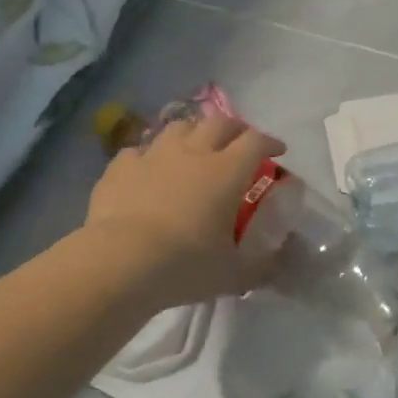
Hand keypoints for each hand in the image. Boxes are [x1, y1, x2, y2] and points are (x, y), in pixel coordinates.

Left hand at [82, 111, 285, 312]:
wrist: (120, 262)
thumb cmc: (185, 264)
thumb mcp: (232, 274)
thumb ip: (259, 267)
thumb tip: (277, 266)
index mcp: (226, 172)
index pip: (255, 142)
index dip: (269, 142)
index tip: (278, 151)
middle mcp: (192, 153)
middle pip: (219, 123)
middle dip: (234, 128)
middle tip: (239, 142)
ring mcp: (153, 155)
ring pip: (178, 127)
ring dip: (192, 133)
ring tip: (194, 147)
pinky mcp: (120, 168)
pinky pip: (137, 151)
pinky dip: (148, 157)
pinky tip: (147, 170)